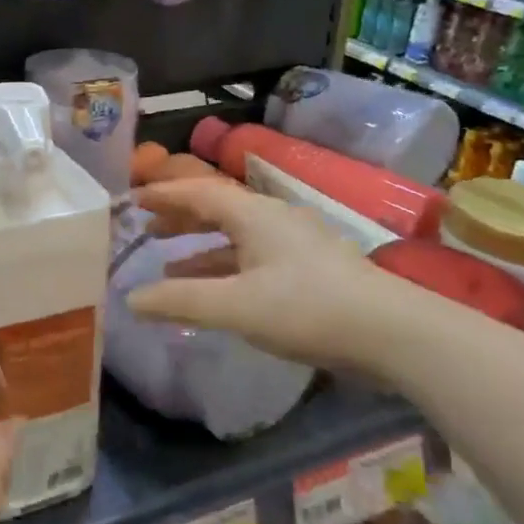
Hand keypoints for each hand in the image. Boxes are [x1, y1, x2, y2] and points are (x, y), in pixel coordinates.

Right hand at [126, 179, 403, 378]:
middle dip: (178, 216)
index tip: (130, 200)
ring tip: (166, 262)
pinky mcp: (308, 269)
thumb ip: (180, 300)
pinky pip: (252, 257)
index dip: (162, 194)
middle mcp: (272, 218)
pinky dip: (224, 267)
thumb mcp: (236, 306)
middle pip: (216, 207)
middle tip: (144, 228)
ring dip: (199, 245)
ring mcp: (293, 243)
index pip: (197, 191)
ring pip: (234, 235)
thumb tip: (130, 299)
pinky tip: (212, 290)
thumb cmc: (307, 308)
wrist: (392, 332)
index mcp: (253, 214)